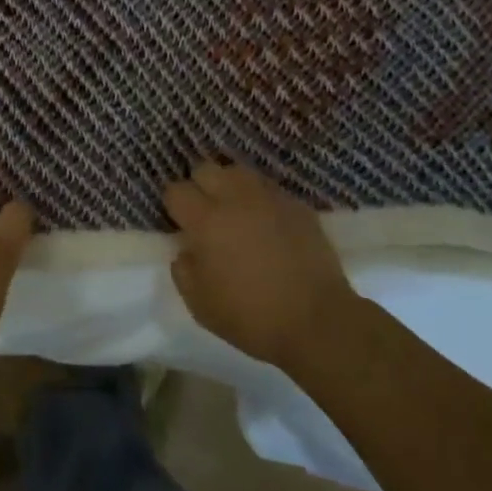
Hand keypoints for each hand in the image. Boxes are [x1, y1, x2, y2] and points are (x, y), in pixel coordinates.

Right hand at [162, 160, 354, 370]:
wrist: (317, 321)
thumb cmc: (251, 317)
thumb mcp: (200, 306)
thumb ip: (183, 271)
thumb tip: (186, 250)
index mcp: (206, 221)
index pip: (176, 190)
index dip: (174, 205)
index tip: (180, 223)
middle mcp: (235, 199)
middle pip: (206, 169)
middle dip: (199, 187)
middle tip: (205, 213)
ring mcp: (269, 198)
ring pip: (238, 171)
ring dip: (229, 186)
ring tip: (234, 210)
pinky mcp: (297, 205)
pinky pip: (268, 189)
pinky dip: (260, 199)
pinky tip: (265, 222)